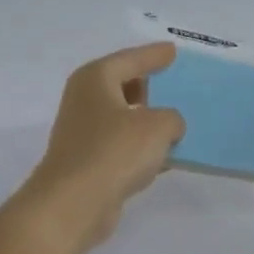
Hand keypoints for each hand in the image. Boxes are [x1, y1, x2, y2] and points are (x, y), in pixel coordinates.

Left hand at [20, 44, 185, 250]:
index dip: (154, 55)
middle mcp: (85, 101)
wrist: (75, 203)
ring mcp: (84, 134)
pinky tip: (166, 156)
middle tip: (177, 86)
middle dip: (150, 87)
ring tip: (178, 122)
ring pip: (124, 118)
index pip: (130, 59)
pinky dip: (142, 148)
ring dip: (148, 121)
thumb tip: (169, 127)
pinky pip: (123, 147)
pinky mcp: (89, 163)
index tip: (173, 51)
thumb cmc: (115, 151)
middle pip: (123, 86)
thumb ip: (172, 119)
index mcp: (95, 79)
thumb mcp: (158, 126)